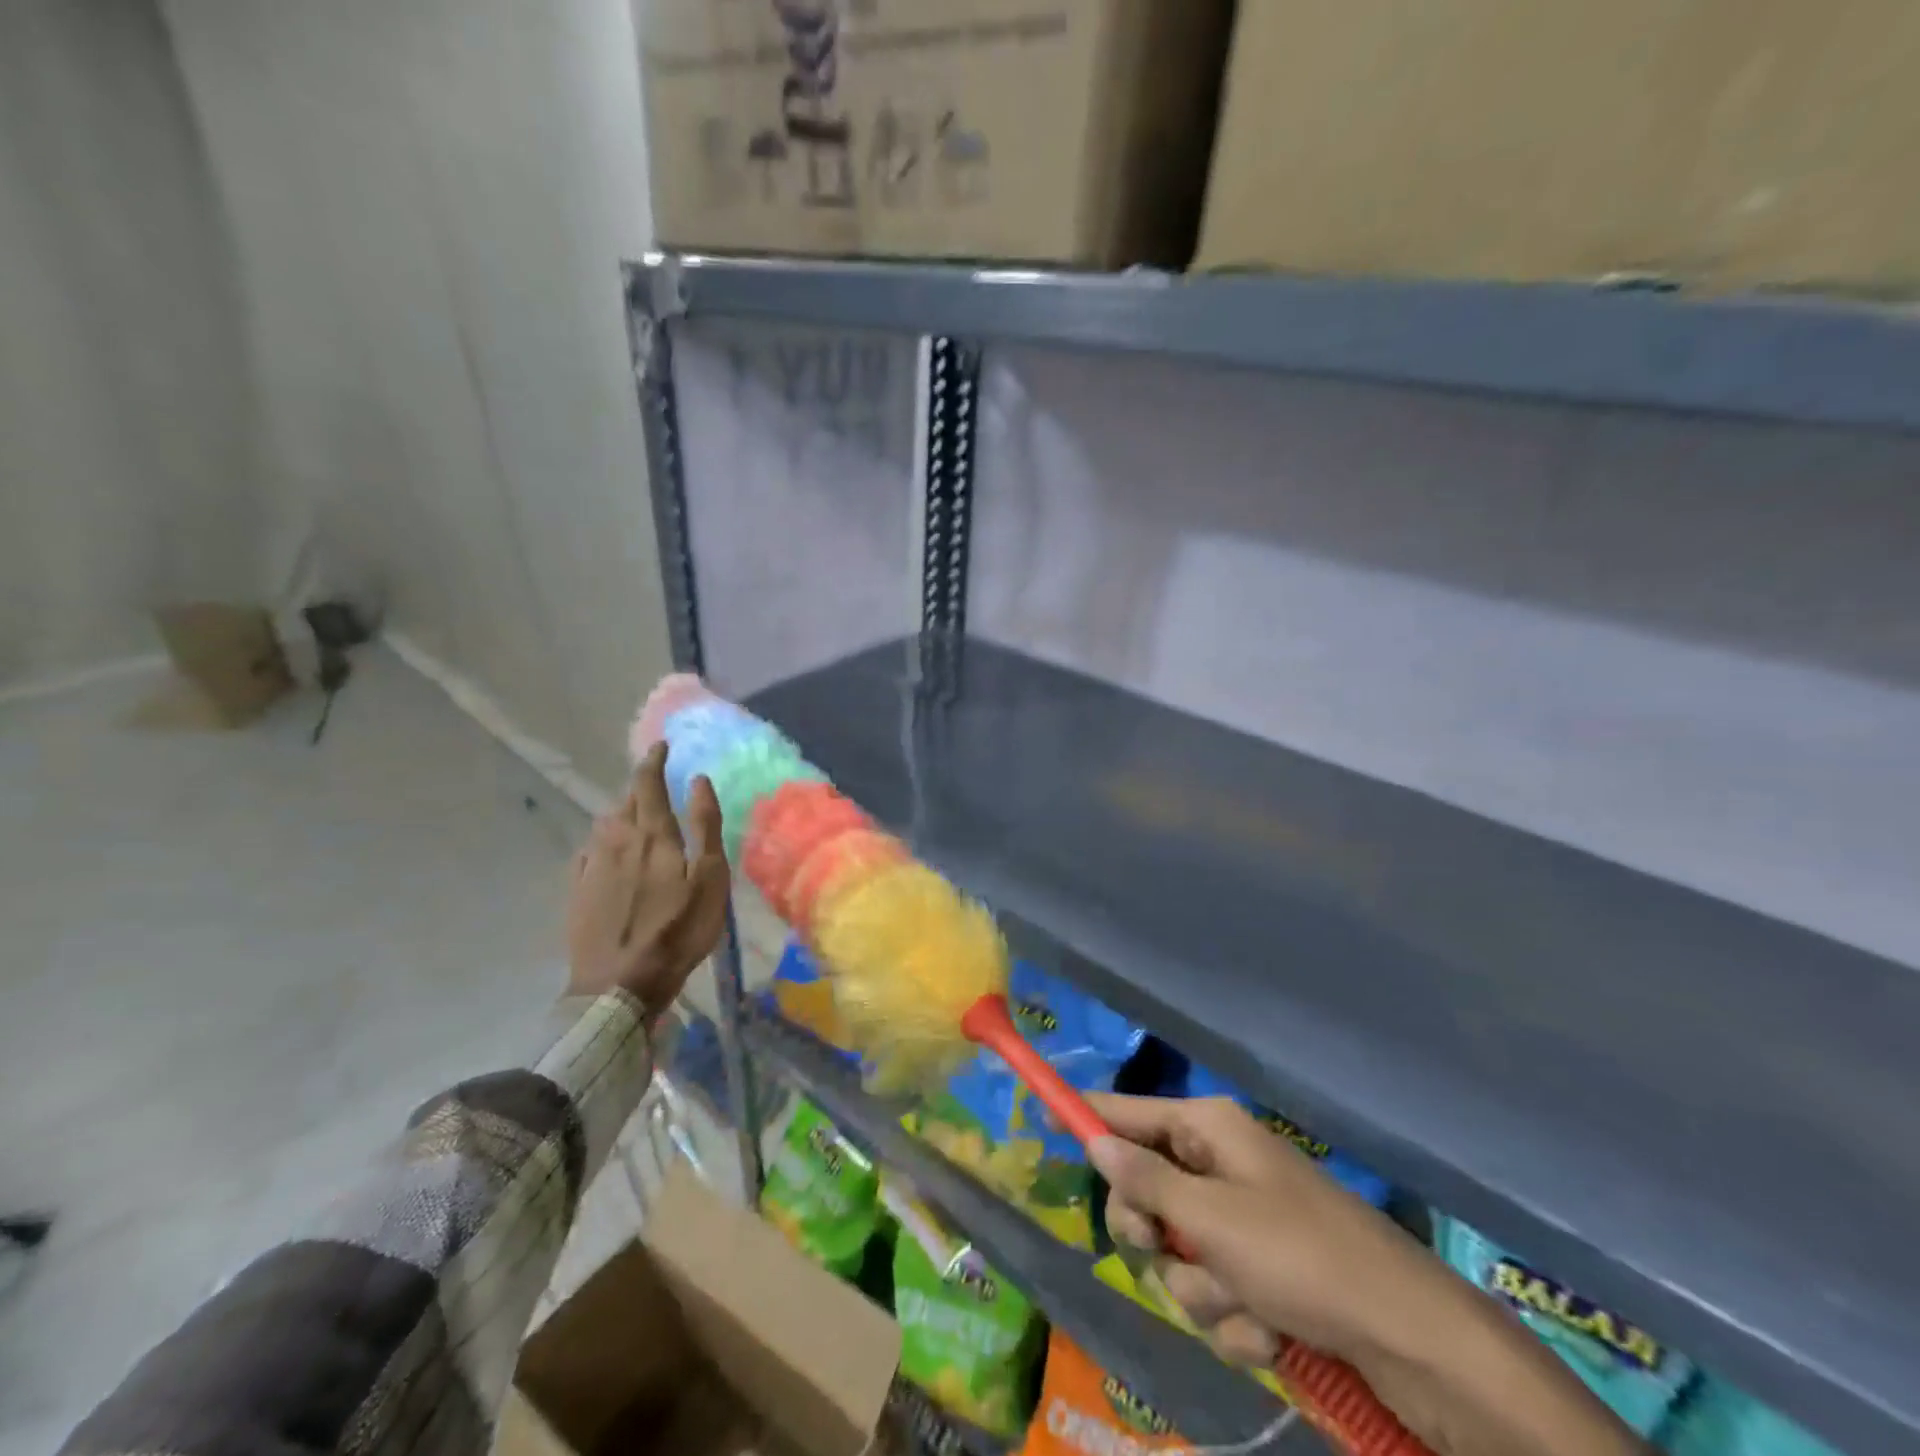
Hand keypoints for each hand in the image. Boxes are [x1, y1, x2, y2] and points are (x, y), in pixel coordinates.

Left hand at [565, 742, 729, 1017]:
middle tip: (657, 785)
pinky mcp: (577, 891)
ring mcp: (592, 866)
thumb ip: (705, 826)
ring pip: (606, 825)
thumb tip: (697, 780)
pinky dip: (604, 843)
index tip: (661, 745)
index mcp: (652, 834)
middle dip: (641, 788)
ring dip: (623, 814)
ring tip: (638, 820)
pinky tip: (609, 854)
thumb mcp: (709, 878)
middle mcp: (617, 840)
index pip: (648, 783)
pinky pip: (590, 852)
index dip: (654, 760)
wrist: (619, 984)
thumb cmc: (677, 930)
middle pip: (626, 802)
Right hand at [1088, 1093, 1429, 1368]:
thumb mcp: (1212, 1219)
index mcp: (1208, 1131)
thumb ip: (1146, 1182)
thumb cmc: (1300, 1256)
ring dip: (1201, 1290)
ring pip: (1177, 1253)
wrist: (1407, 1337)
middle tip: (1164, 1249)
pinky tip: (1270, 1332)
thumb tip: (1095, 1141)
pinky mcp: (1261, 1271)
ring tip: (1244, 1306)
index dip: (1087, 1117)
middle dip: (1153, 1235)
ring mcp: (1240, 1219)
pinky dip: (1235, 1318)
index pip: (1128, 1112)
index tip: (1044, 1117)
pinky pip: (1215, 1290)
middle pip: (1144, 1191)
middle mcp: (1219, 1166)